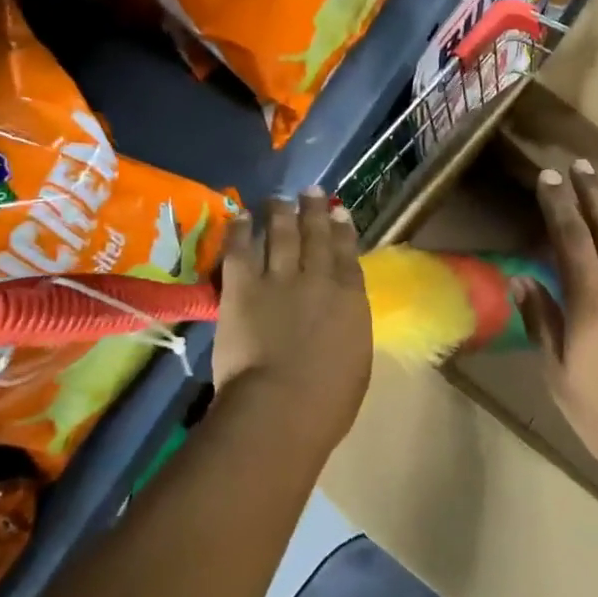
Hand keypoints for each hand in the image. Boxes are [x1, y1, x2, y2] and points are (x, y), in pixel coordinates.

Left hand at [211, 189, 372, 439]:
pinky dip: (241, 231)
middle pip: (316, 236)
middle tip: (311, 190)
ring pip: (281, 235)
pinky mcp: (243, 288)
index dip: (343, 230)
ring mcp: (279, 279)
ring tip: (279, 198)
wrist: (283, 405)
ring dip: (281, 213)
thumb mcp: (356, 361)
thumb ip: (349, 330)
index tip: (339, 212)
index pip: (347, 254)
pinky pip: (242, 251)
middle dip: (315, 211)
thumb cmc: (329, 400)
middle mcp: (318, 278)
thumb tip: (342, 319)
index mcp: (350, 299)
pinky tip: (241, 216)